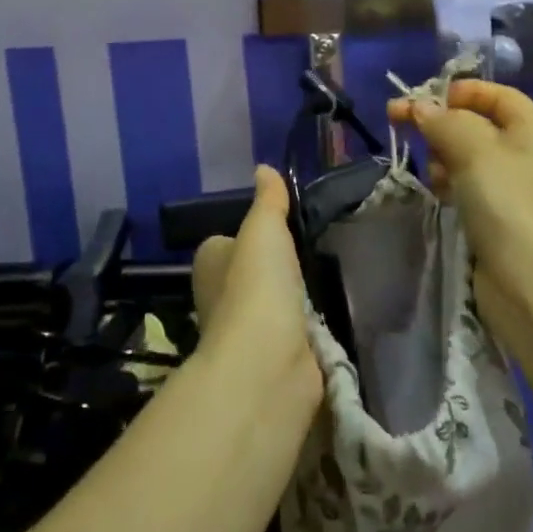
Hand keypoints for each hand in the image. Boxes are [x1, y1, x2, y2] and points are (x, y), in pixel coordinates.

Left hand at [191, 166, 321, 405]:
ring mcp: (246, 332)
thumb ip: (268, 200)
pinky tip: (323, 319)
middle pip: (247, 275)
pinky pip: (291, 334)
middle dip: (271, 270)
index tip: (276, 229)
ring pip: (269, 305)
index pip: (224, 244)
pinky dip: (304, 329)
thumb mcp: (264, 228)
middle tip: (306, 253)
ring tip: (320, 281)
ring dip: (290, 300)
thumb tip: (263, 168)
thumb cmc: (257, 284)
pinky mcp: (274, 359)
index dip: (246, 236)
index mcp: (209, 264)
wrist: (268, 362)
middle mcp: (219, 298)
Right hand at [388, 79, 532, 304]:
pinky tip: (439, 192)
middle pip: (477, 123)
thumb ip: (444, 121)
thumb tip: (420, 107)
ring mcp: (513, 189)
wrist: (531, 283)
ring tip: (432, 170)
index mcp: (532, 130)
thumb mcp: (474, 149)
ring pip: (467, 156)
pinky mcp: (498, 218)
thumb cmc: (507, 203)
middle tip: (402, 123)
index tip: (426, 98)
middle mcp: (526, 154)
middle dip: (442, 123)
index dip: (461, 90)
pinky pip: (467, 186)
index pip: (496, 94)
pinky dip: (450, 183)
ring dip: (443, 155)